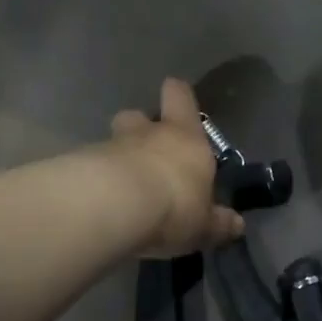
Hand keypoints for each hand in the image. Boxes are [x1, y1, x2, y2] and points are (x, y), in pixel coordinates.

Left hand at [105, 77, 245, 257]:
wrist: (115, 206)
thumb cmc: (173, 205)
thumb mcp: (203, 224)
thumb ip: (217, 222)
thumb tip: (237, 223)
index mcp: (184, 136)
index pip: (180, 96)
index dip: (179, 96)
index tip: (177, 100)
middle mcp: (148, 133)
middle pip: (138, 115)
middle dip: (140, 128)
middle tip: (145, 153)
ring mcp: (112, 145)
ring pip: (114, 141)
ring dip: (117, 157)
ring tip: (121, 186)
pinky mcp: (84, 164)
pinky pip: (92, 166)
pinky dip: (97, 179)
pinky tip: (101, 203)